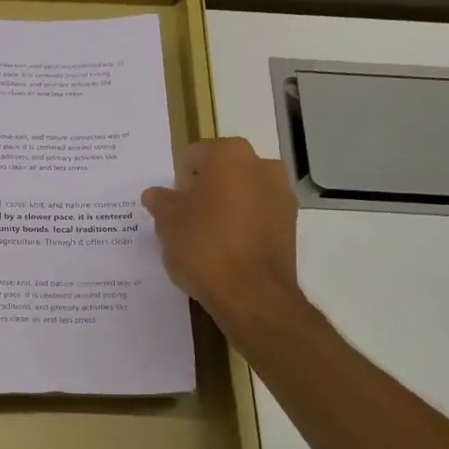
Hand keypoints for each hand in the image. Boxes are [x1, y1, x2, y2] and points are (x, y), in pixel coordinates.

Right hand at [141, 137, 304, 333]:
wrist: (251, 294)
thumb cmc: (203, 247)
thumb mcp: (168, 223)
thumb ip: (161, 202)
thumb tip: (157, 194)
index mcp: (229, 155)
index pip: (195, 156)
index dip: (180, 181)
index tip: (173, 206)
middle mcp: (261, 166)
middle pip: (223, 172)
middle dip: (206, 191)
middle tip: (187, 221)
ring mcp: (281, 194)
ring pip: (243, 193)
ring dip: (227, 207)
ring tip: (208, 239)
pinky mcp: (291, 224)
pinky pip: (259, 216)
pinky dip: (244, 226)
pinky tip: (228, 251)